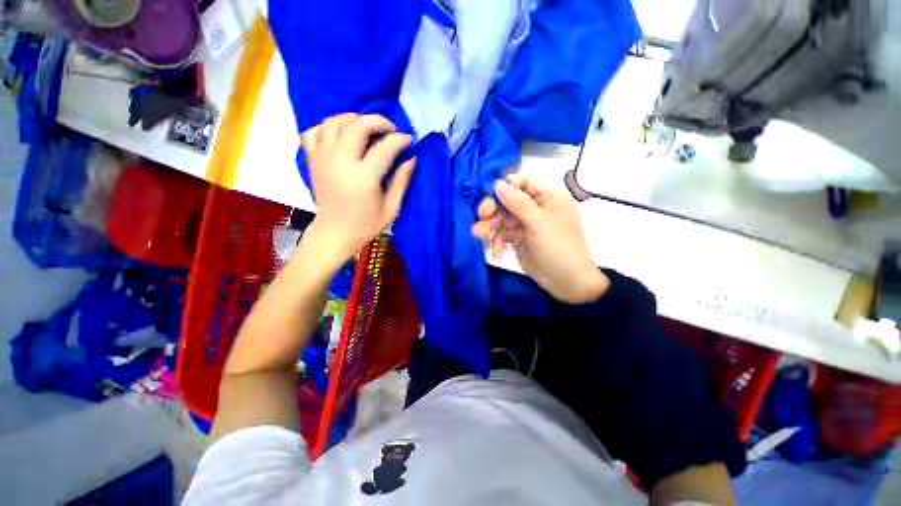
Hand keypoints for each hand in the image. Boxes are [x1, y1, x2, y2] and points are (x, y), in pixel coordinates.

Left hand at [302, 113, 415, 262]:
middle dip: (378, 121)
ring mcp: (323, 159)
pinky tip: (341, 135)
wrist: (335, 232)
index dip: (399, 140)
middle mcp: (341, 163)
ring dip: (354, 119)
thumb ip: (401, 182)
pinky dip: (328, 127)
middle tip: (390, 130)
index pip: (384, 148)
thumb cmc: (366, 224)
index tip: (408, 139)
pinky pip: (315, 131)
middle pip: (357, 126)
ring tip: (367, 129)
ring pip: (335, 122)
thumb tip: (412, 159)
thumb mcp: (391, 208)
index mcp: (364, 178)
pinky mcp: (313, 160)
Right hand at [472, 174, 608, 303]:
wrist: (566, 281)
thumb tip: (497, 183)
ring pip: (502, 219)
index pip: (523, 182)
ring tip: (477, 234)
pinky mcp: (519, 240)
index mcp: (547, 197)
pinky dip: (498, 242)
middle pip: (508, 201)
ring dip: (490, 227)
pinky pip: (504, 235)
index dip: (506, 186)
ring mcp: (526, 225)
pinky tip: (498, 253)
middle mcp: (535, 208)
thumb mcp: (538, 222)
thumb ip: (517, 202)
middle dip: (493, 209)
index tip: (490, 194)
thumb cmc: (557, 246)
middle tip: (481, 216)